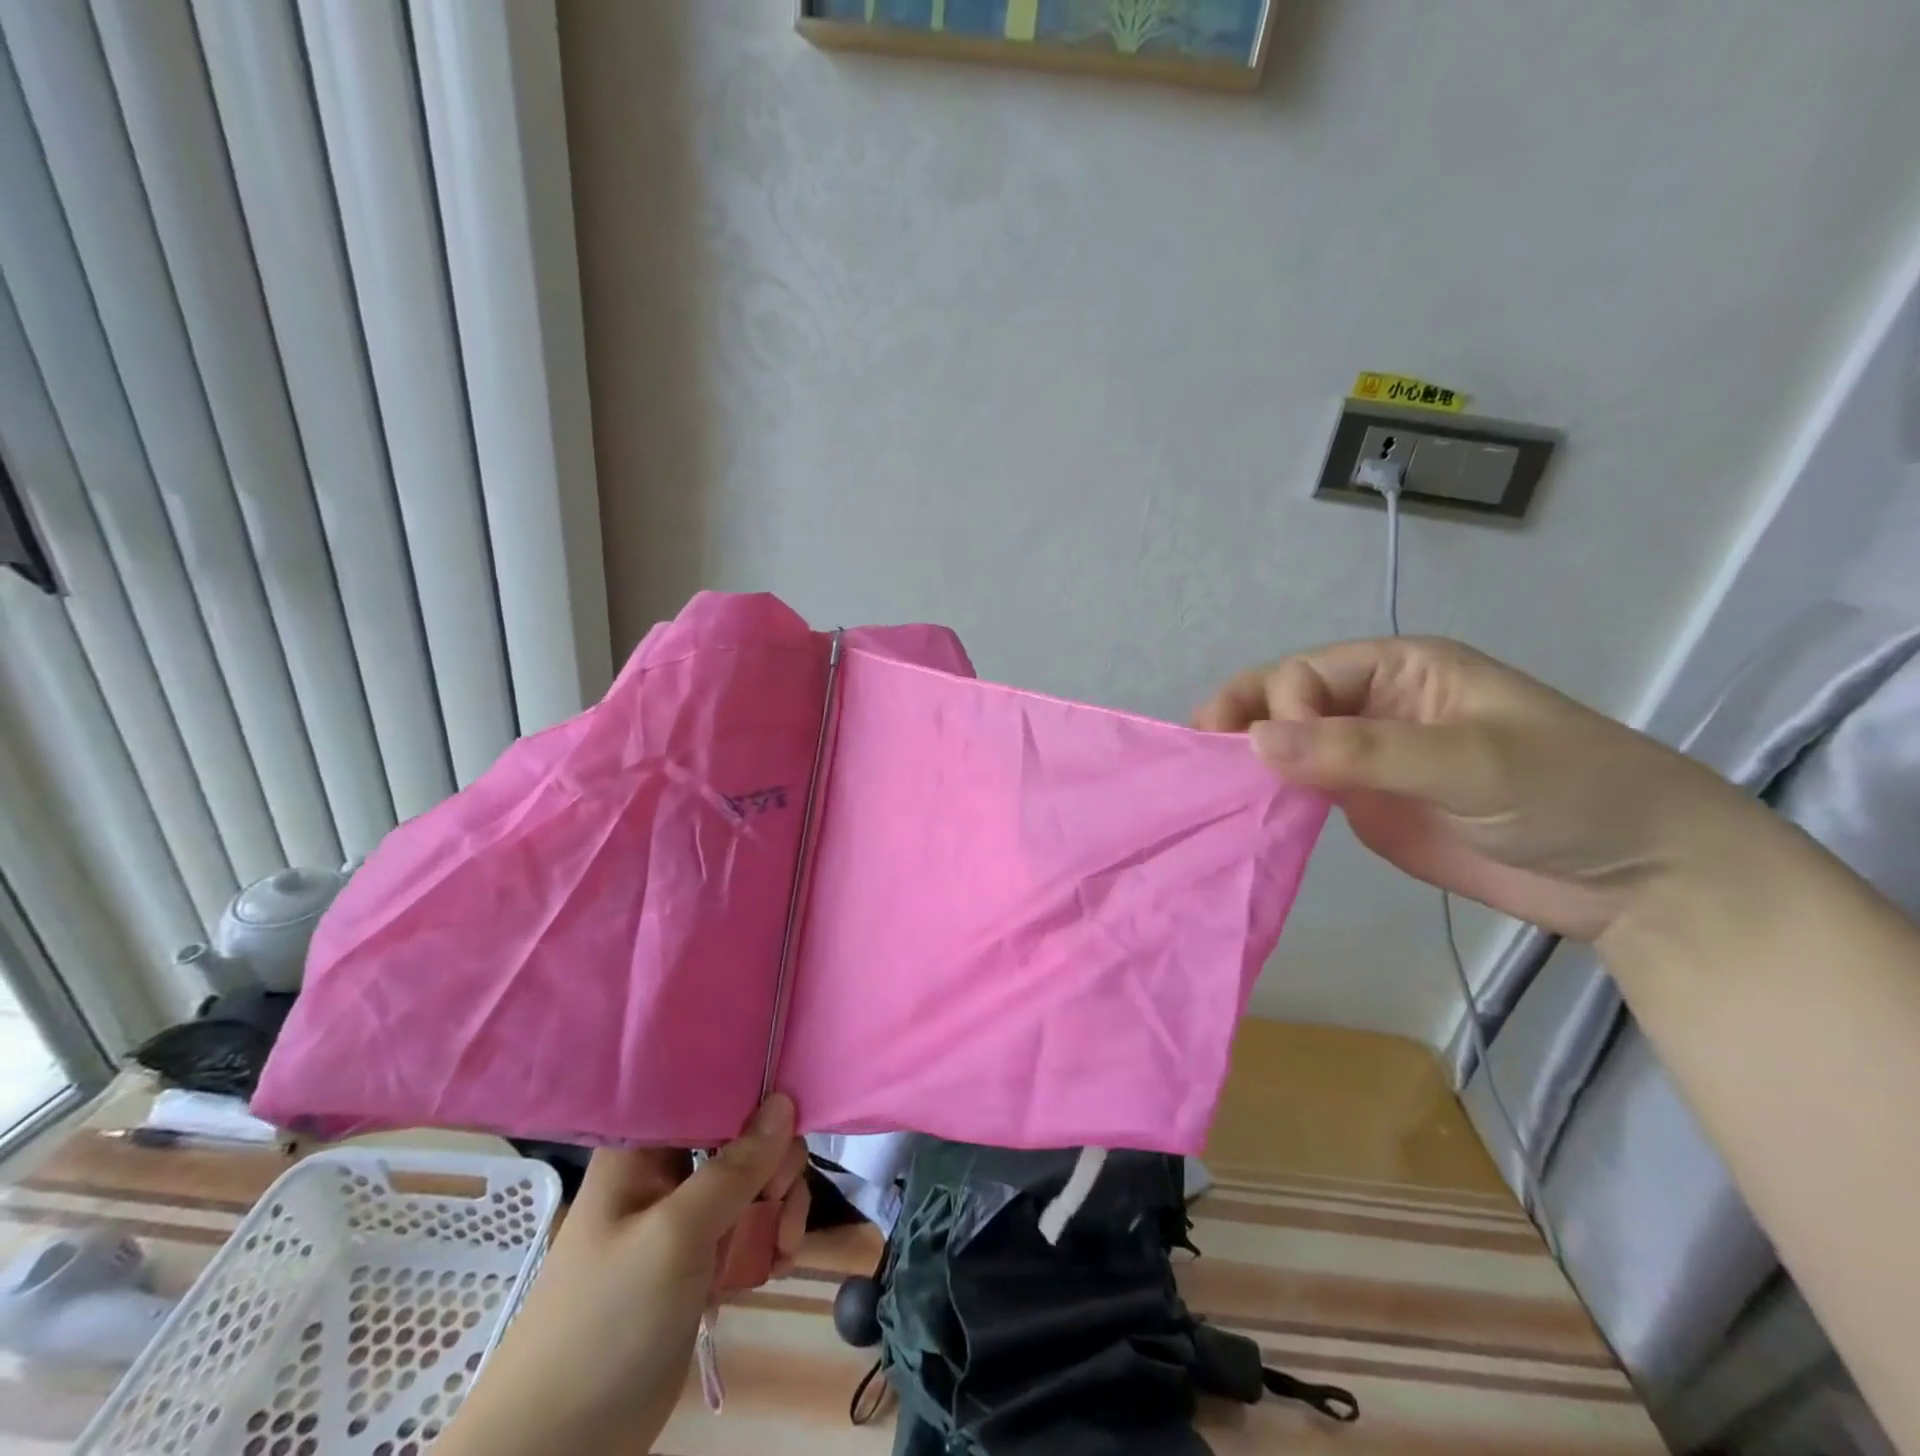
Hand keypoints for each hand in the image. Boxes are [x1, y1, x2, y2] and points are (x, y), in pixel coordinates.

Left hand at [437, 1096, 809, 1455]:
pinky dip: (770, 1239)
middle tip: (779, 1202)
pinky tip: (780, 1263)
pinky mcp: (697, 1261)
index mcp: (644, 1147)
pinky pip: (749, 1226)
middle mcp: (665, 1172)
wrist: (558, 1451)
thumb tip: (784, 1100)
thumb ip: (735, 1167)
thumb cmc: (608, 1321)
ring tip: (785, 1247)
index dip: (752, 1095)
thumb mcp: (676, 1235)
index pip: (707, 1090)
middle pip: (741, 1137)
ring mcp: (681, 1219)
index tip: (788, 1119)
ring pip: (752, 1182)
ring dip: (780, 1207)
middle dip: (774, 1165)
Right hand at [1194, 636, 1758, 944]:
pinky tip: (1241, 810)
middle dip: (1241, 718)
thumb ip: (1361, 750)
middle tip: (1196, 749)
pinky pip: (1301, 790)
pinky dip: (1268, 796)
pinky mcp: (1364, 806)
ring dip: (1248, 759)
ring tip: (1206, 783)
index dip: (1281, 705)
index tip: (1271, 751)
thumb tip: (1255, 742)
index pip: (1308, 673)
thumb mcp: (1469, 759)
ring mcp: (1366, 758)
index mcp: (1401, 669)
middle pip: (1285, 700)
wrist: (1636, 876)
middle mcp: (1374, 705)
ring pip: (1287, 745)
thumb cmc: (1570, 792)